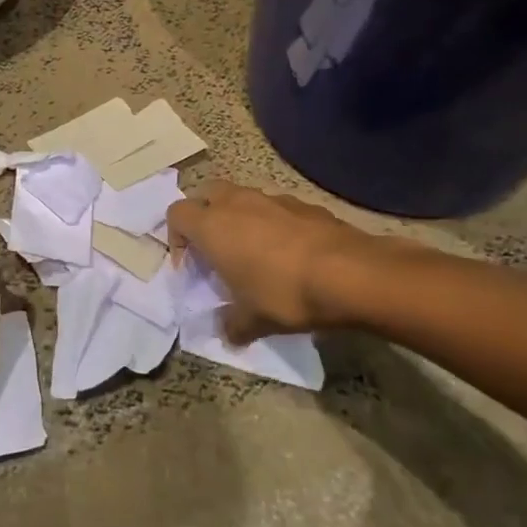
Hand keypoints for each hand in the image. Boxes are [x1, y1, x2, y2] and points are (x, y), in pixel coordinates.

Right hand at [167, 180, 368, 341]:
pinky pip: (275, 207)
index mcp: (212, 226)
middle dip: (204, 215)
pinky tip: (289, 252)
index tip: (191, 265)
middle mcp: (237, 203)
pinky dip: (272, 222)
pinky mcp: (303, 204)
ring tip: (254, 251)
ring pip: (242, 197)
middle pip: (205, 193)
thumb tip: (226, 333)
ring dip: (239, 217)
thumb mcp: (253, 320)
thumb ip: (232, 325)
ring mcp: (272, 198)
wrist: (350, 274)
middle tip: (214, 247)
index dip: (176, 238)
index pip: (176, 214)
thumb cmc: (285, 294)